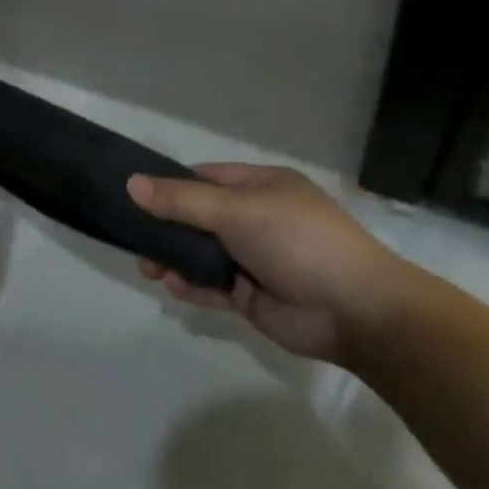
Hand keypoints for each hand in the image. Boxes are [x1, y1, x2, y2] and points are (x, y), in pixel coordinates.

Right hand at [128, 164, 409, 364]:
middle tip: (134, 237)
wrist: (356, 311)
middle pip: (199, 217)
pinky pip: (214, 286)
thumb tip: (132, 183)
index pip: (205, 177)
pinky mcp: (254, 295)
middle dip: (166, 226)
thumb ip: (181, 200)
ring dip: (174, 257)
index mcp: (261, 186)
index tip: (135, 194)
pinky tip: (171, 285)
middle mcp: (257, 218)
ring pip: (203, 253)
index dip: (171, 183)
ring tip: (147, 266)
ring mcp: (256, 258)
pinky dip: (192, 285)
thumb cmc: (297, 240)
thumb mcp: (235, 210)